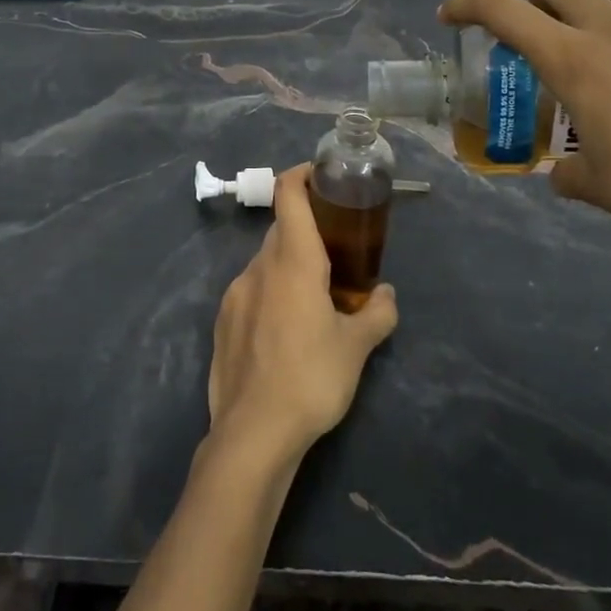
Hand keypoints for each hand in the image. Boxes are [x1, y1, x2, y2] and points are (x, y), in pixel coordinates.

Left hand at [207, 167, 398, 468]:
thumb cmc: (311, 379)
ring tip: (315, 298)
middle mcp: (259, 268)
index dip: (302, 176)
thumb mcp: (356, 348)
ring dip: (289, 266)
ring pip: (266, 262)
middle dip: (307, 230)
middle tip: (337, 251)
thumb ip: (377, 313)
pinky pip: (251, 291)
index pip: (288, 195)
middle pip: (281, 230)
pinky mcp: (223, 322)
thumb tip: (387, 295)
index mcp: (293, 262)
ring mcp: (235, 294)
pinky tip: (286, 330)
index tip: (322, 178)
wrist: (252, 433)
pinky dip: (271, 292)